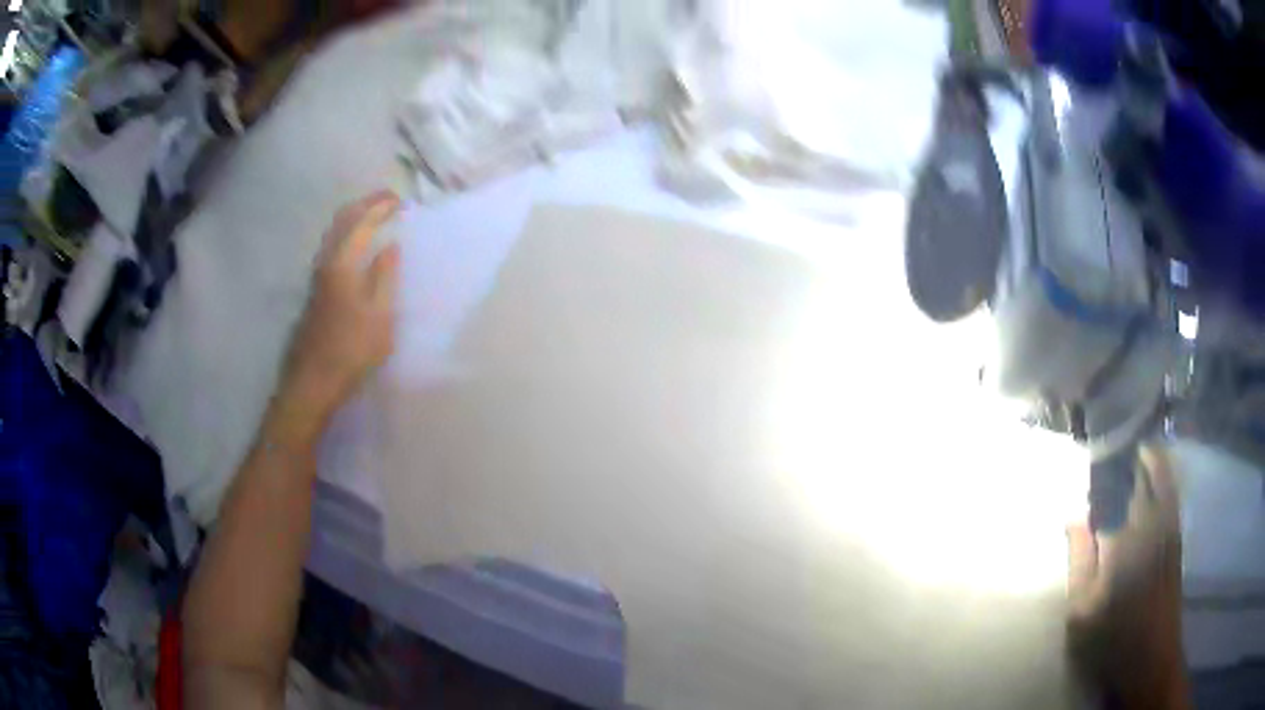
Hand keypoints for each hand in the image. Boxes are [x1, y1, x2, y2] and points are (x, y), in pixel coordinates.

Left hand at [277, 191, 401, 433]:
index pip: (361, 222)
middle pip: (342, 221)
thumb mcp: (380, 317)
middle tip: (387, 200)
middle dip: (365, 205)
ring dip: (354, 219)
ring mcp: (316, 277)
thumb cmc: (351, 351)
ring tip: (374, 217)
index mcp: (342, 264)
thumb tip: (391, 247)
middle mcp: (325, 263)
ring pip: (334, 234)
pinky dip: (347, 235)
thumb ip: (385, 277)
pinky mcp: (314, 291)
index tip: (401, 200)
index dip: (381, 207)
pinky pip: (332, 248)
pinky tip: (356, 246)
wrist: (312, 382)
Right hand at [1067, 446, 1188, 709]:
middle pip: (1143, 466)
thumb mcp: (1082, 609)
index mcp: (1126, 533)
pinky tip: (1152, 473)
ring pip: (1162, 471)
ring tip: (1129, 450)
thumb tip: (1074, 515)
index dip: (1103, 463)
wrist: (1151, 654)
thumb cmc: (1111, 636)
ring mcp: (1169, 522)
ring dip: (1147, 455)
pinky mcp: (1176, 532)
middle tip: (1110, 446)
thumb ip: (1079, 559)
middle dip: (1127, 451)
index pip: (1114, 482)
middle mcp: (1152, 517)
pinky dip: (1162, 471)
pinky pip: (1171, 487)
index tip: (1090, 454)